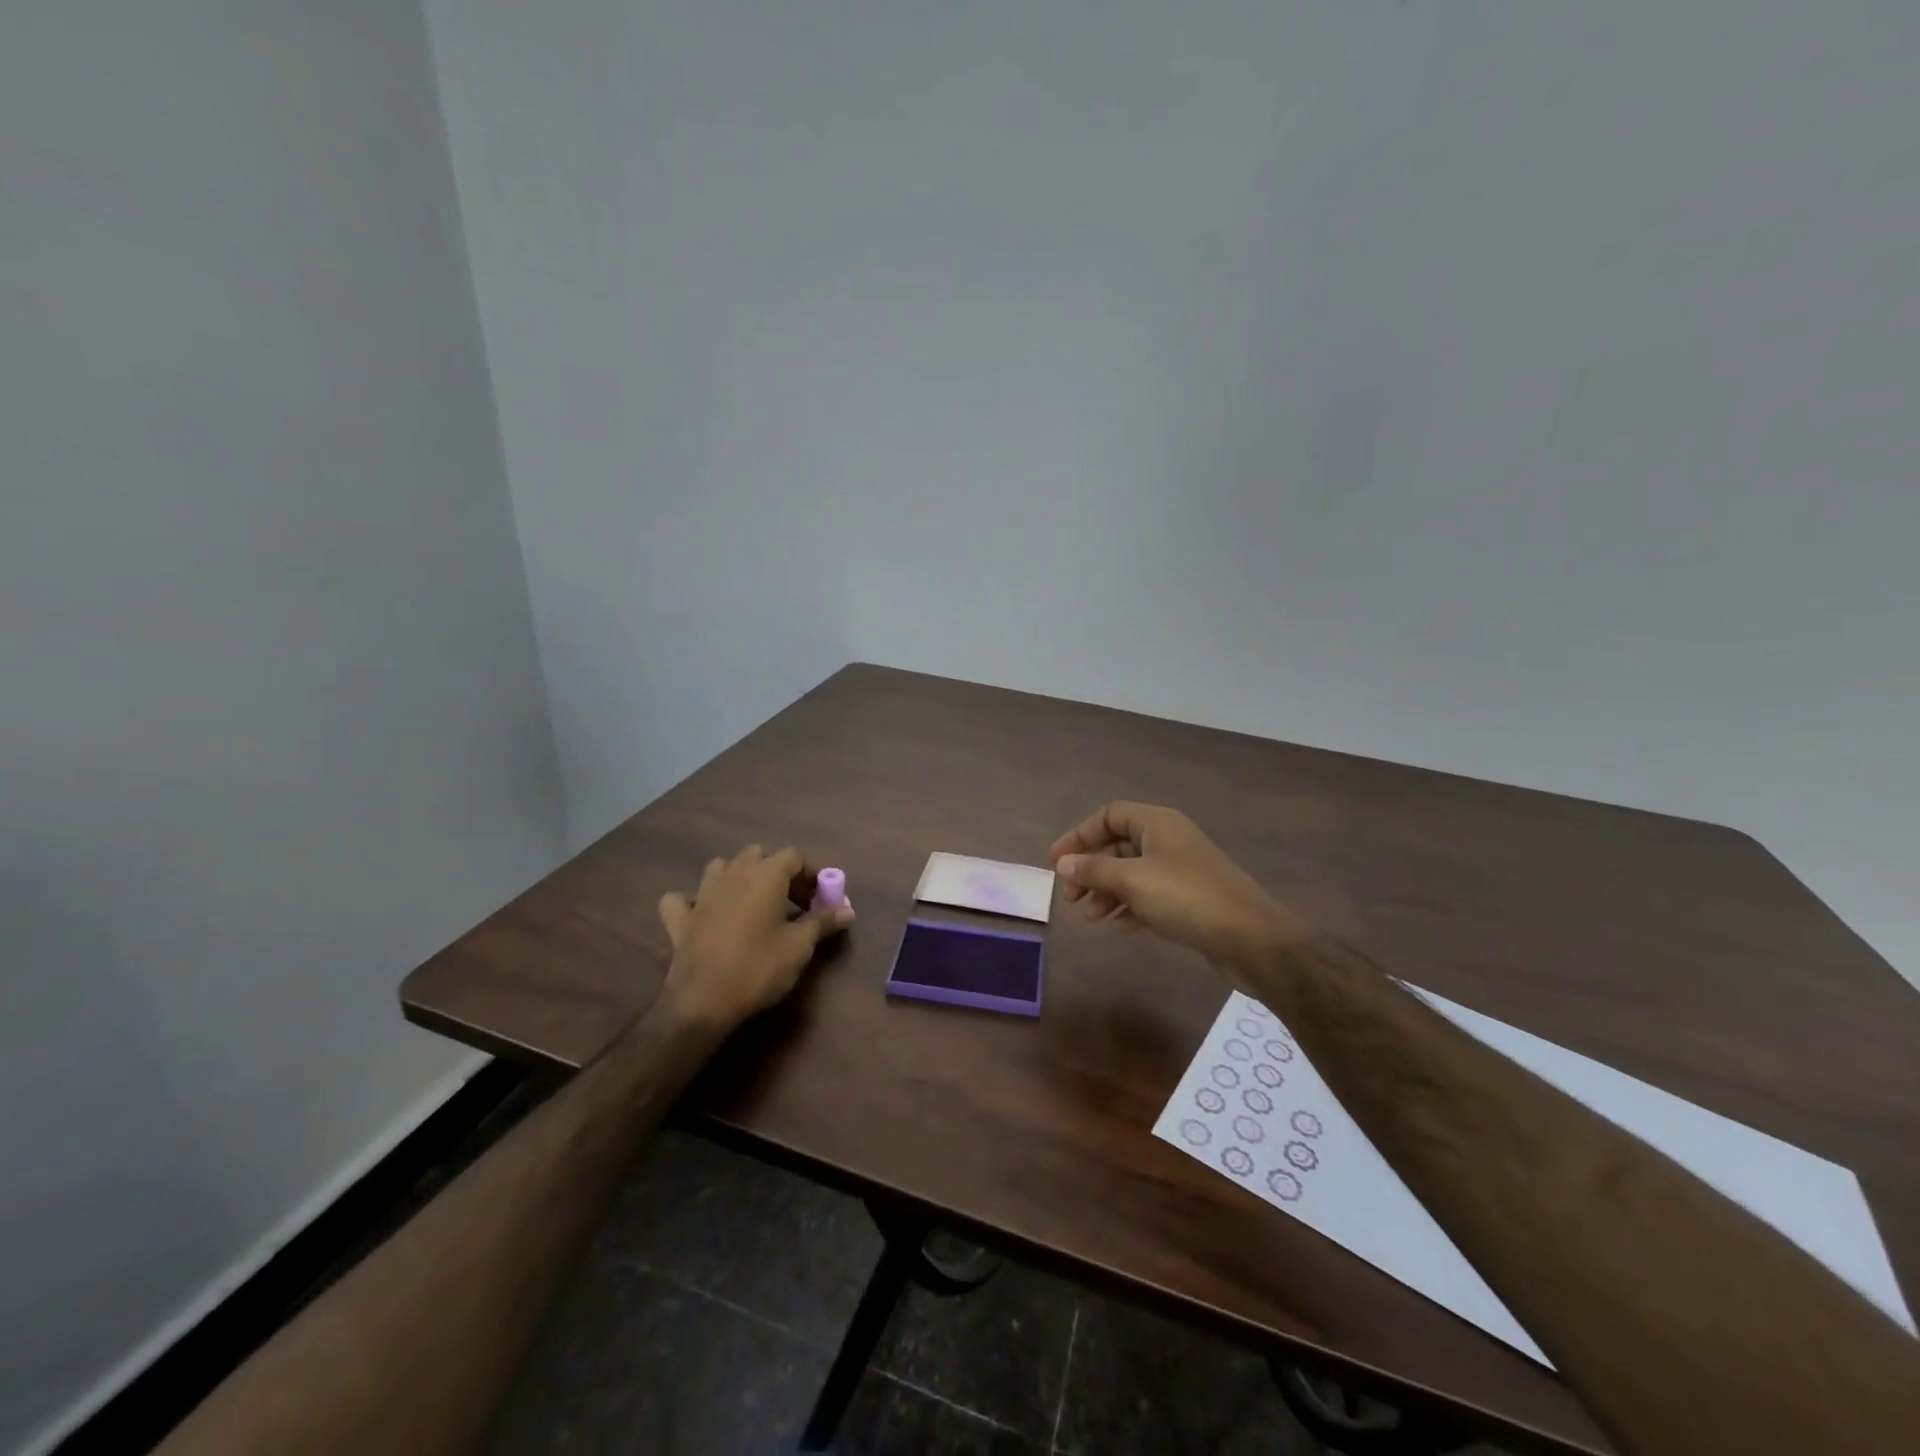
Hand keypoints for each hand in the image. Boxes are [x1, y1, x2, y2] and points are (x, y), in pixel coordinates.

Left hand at [655, 846, 854, 1032]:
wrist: (703, 1002)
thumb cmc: (758, 968)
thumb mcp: (800, 947)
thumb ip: (823, 922)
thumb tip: (849, 910)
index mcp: (765, 875)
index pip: (794, 856)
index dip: (810, 873)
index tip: (819, 898)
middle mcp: (733, 874)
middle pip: (758, 854)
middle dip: (777, 870)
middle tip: (790, 901)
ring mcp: (702, 894)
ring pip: (721, 867)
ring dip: (737, 876)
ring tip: (751, 902)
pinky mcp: (680, 919)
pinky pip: (682, 899)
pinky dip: (693, 902)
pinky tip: (702, 915)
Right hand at [1050, 802, 1302, 973]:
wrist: (1252, 939)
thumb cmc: (1187, 898)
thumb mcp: (1133, 880)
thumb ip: (1095, 870)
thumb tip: (1064, 864)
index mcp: (1158, 823)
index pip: (1109, 815)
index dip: (1080, 835)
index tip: (1057, 862)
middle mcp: (1170, 840)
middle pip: (1119, 845)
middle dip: (1091, 870)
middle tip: (1071, 897)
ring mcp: (1182, 871)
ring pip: (1133, 874)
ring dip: (1108, 892)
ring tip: (1091, 918)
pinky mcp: (1191, 900)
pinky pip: (1150, 896)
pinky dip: (1131, 908)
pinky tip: (1119, 928)